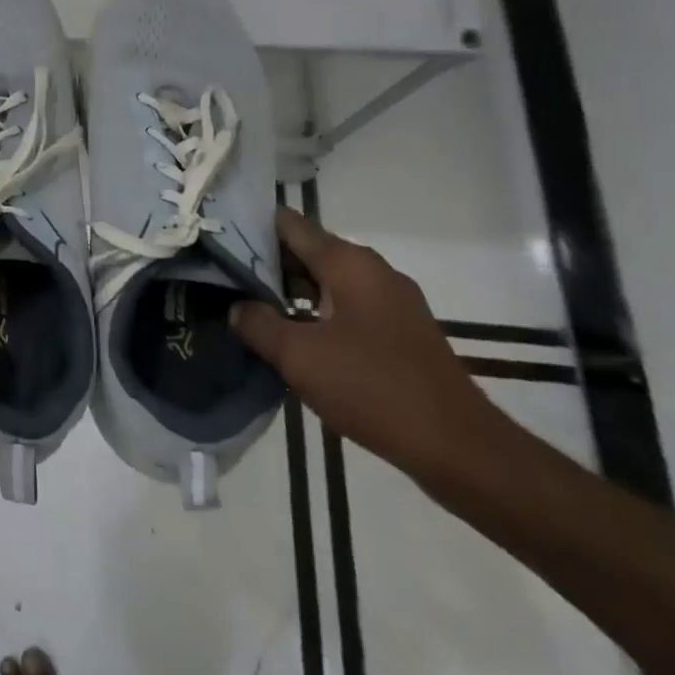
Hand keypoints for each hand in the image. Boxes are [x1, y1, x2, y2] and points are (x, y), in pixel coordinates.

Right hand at [231, 208, 504, 480]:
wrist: (462, 451)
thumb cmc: (374, 389)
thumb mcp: (299, 356)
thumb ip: (258, 323)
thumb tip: (237, 306)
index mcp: (349, 263)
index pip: (287, 223)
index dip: (247, 225)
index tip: (213, 237)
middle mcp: (371, 271)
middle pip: (305, 251)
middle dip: (262, 262)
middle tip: (218, 275)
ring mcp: (389, 302)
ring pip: (323, 282)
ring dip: (285, 292)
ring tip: (243, 306)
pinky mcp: (398, 332)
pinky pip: (343, 307)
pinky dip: (312, 314)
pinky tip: (287, 338)